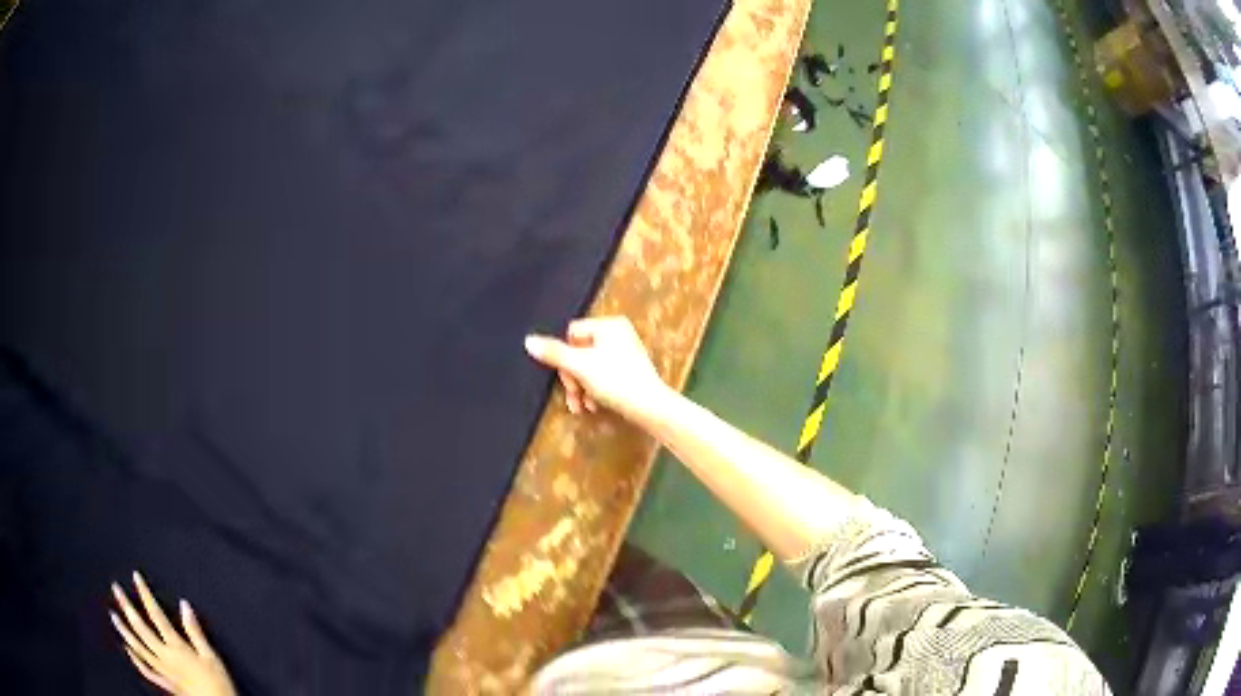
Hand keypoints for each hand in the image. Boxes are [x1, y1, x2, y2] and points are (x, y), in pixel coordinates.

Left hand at [109, 572, 235, 695]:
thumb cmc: (217, 684)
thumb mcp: (211, 656)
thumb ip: (195, 632)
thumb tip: (185, 605)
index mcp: (176, 647)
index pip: (156, 614)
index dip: (145, 594)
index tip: (136, 577)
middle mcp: (164, 656)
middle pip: (141, 628)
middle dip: (127, 607)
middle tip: (116, 589)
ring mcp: (162, 670)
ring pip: (138, 648)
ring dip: (124, 630)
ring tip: (113, 615)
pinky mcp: (165, 684)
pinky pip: (146, 670)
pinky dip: (135, 659)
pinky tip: (128, 649)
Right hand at [524, 316, 670, 423]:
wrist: (650, 407)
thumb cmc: (616, 381)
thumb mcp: (580, 366)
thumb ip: (554, 353)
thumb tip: (528, 340)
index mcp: (609, 325)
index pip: (572, 334)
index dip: (566, 357)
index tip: (569, 377)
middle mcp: (619, 333)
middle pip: (580, 352)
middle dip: (573, 378)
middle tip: (575, 396)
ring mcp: (625, 352)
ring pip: (589, 367)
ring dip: (581, 388)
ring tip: (583, 406)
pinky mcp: (629, 371)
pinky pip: (602, 375)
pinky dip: (595, 390)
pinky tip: (594, 406)